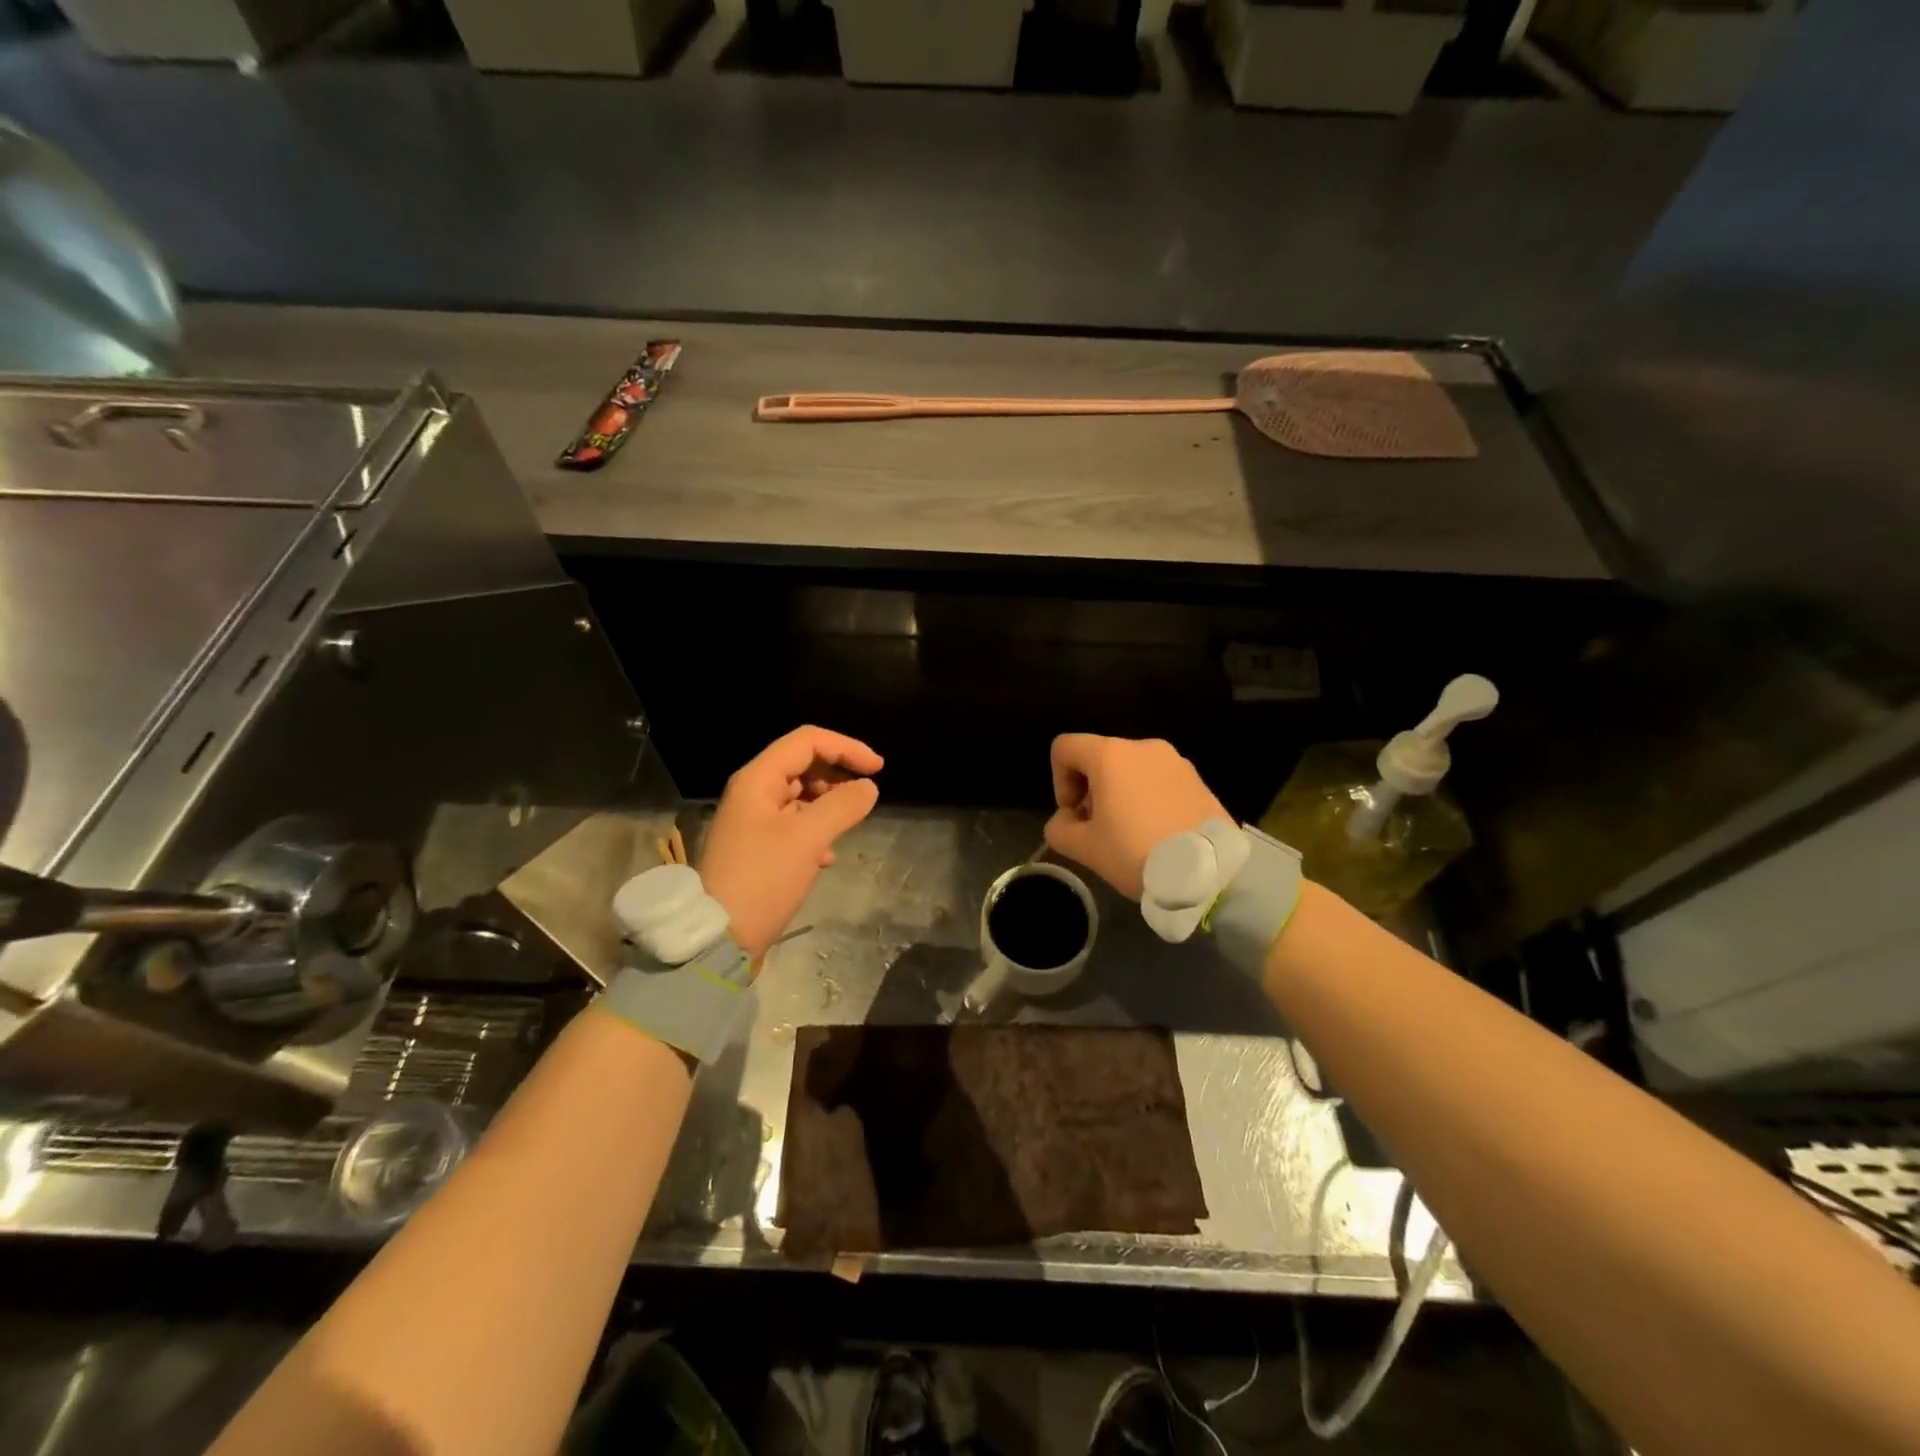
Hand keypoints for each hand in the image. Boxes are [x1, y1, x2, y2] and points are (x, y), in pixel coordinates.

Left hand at [698, 726, 882, 963]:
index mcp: (758, 779)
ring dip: (828, 803)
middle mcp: (752, 793)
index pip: (807, 741)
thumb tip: (868, 787)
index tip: (878, 768)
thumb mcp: (807, 839)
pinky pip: (793, 824)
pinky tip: (828, 857)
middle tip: (864, 795)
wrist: (719, 937)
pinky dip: (816, 830)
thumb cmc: (763, 880)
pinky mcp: (757, 848)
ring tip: (848, 825)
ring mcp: (752, 821)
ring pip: (799, 796)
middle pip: (802, 764)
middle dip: (837, 774)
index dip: (846, 747)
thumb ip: (842, 806)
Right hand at [1043, 735, 1228, 899]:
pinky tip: (1155, 833)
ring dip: (1119, 794)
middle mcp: (1143, 747)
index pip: (1065, 748)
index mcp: (1110, 755)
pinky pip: (1158, 781)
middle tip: (1097, 828)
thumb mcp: (1085, 848)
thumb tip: (1064, 822)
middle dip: (1090, 790)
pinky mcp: (1197, 779)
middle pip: (1099, 757)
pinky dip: (1147, 799)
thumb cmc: (1136, 852)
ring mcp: (1175, 761)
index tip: (1073, 814)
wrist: (1208, 872)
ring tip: (1129, 833)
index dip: (1058, 780)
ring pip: (1130, 769)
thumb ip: (1060, 829)